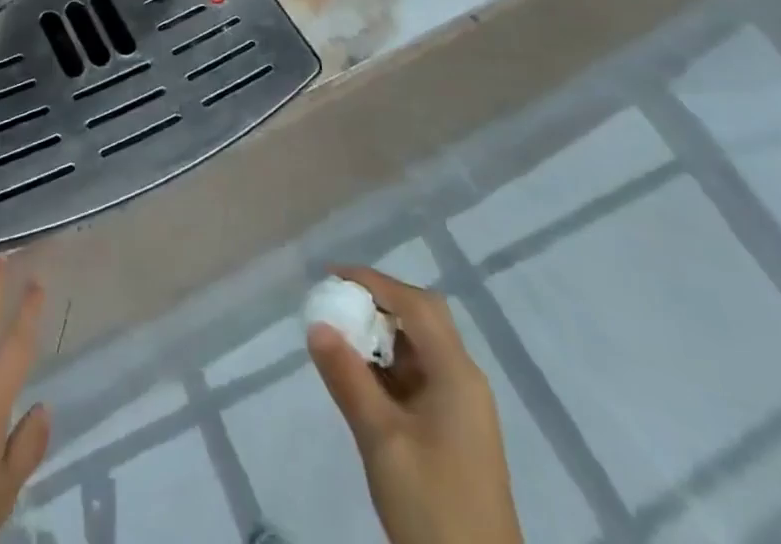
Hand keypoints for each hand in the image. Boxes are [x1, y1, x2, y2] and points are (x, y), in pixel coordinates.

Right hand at [307, 267, 523, 543]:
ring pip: (420, 348)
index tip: (331, 276)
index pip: (414, 304)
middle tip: (339, 302)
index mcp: (456, 373)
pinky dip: (389, 366)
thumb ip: (348, 377)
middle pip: (423, 318)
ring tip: (340, 336)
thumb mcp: (382, 440)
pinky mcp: (454, 433)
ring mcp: (462, 408)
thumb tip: (316, 324)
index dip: (372, 281)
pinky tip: (361, 377)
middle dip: (380, 302)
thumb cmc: (432, 505)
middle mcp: (464, 380)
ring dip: (382, 335)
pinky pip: (419, 378)